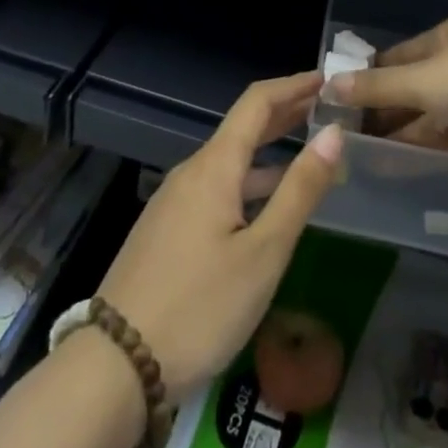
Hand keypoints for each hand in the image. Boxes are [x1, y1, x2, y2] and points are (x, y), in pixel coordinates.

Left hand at [97, 72, 343, 403]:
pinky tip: (264, 206)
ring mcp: (174, 202)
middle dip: (284, 114)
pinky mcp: (166, 231)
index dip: (293, 86)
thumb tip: (333, 134)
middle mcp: (192, 172)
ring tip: (307, 155)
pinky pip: (216, 188)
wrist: (114, 367)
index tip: (326, 80)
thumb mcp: (263, 253)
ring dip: (268, 152)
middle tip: (324, 109)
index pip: (257, 102)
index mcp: (214, 166)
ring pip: (229, 162)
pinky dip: (248, 182)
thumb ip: (299, 191)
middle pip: (242, 128)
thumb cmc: (199, 307)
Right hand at [329, 18, 447, 173]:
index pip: (397, 59)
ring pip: (429, 122)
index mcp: (444, 40)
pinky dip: (423, 156)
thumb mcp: (422, 78)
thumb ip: (377, 87)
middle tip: (342, 139)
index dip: (368, 78)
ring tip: (358, 160)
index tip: (337, 102)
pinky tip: (393, 170)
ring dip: (398, 138)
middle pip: (412, 92)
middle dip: (381, 113)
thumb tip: (330, 84)